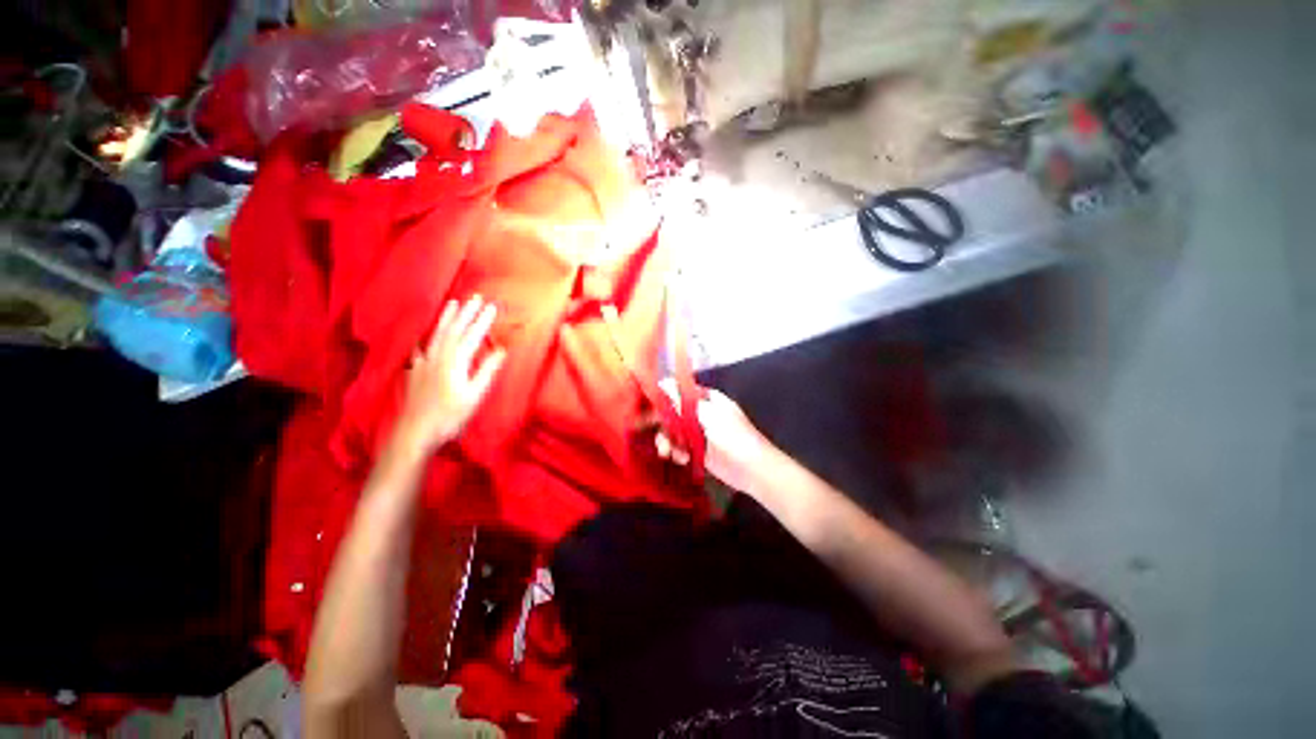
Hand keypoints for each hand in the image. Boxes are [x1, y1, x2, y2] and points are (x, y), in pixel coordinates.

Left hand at [392, 295, 506, 455]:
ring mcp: (424, 363)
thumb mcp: (475, 396)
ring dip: (447, 318)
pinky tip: (423, 332)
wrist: (416, 432)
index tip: (492, 306)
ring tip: (453, 304)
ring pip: (437, 335)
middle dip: (466, 313)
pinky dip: (424, 336)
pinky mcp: (415, 370)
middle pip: (454, 330)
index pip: (472, 336)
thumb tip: (501, 350)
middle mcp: (438, 357)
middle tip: (476, 298)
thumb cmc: (451, 416)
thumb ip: (487, 370)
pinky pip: (419, 347)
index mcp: (455, 362)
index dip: (482, 321)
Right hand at [654, 379, 778, 492]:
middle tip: (646, 432)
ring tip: (667, 452)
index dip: (662, 398)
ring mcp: (699, 433)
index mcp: (706, 400)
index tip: (646, 407)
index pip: (679, 393)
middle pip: (673, 413)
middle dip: (661, 423)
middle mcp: (701, 413)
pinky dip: (676, 452)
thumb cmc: (733, 437)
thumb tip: (664, 382)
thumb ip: (684, 401)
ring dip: (667, 441)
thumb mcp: (708, 415)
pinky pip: (680, 447)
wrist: (754, 470)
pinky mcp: (698, 451)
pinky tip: (681, 459)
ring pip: (673, 432)